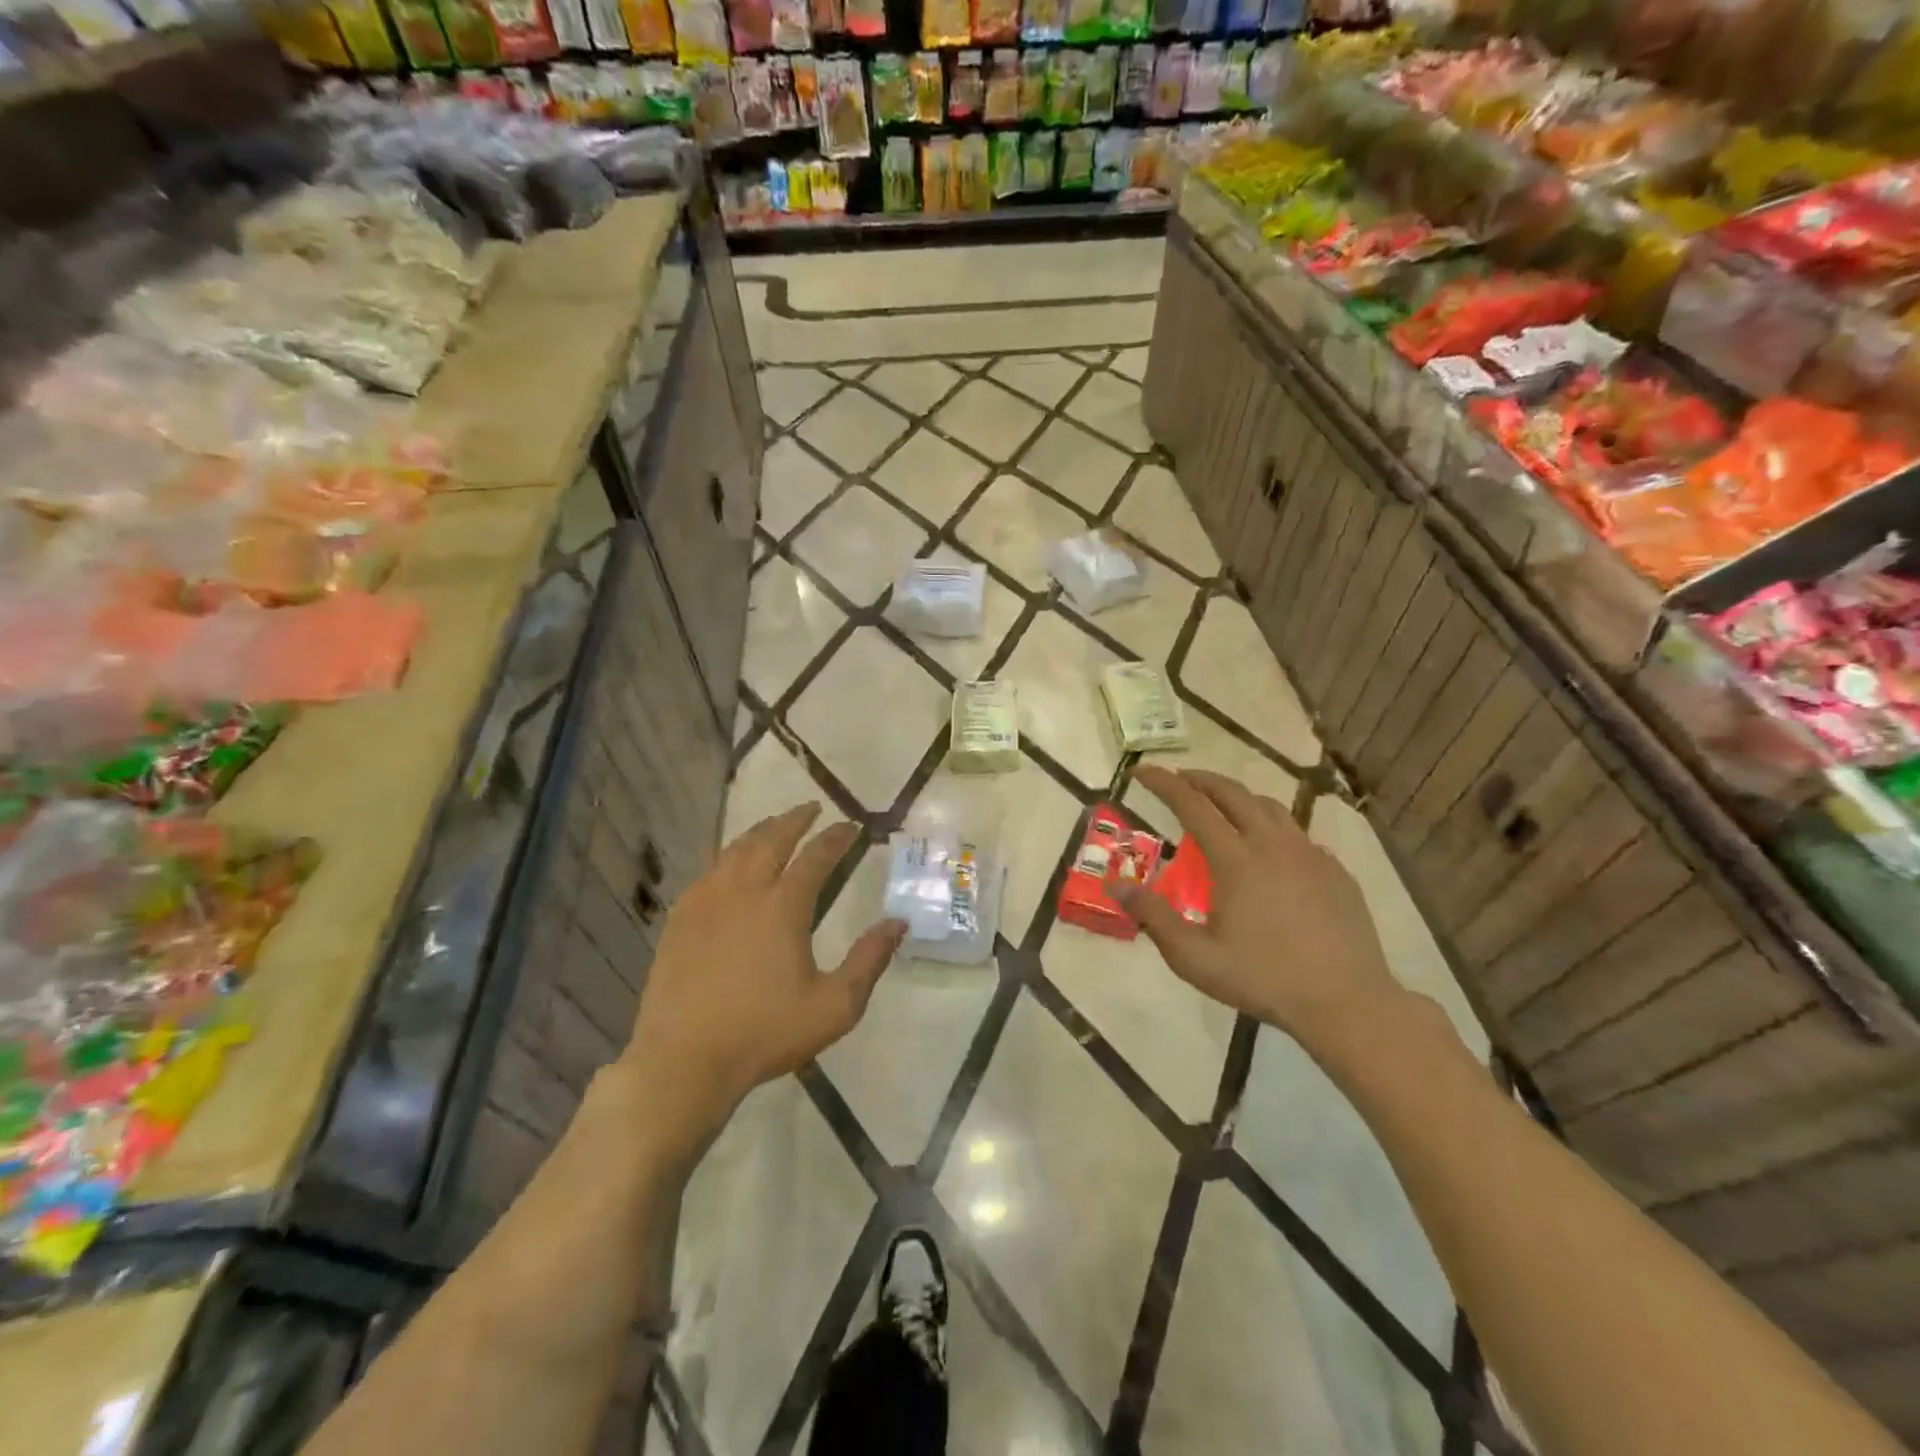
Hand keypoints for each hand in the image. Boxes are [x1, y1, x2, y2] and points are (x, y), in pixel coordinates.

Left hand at [617, 804, 903, 1164]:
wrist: (684, 1060)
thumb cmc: (764, 1033)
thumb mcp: (834, 1007)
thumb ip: (869, 961)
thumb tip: (898, 923)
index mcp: (784, 907)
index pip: (816, 856)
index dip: (837, 838)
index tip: (852, 827)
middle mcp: (744, 891)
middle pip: (772, 839)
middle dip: (796, 819)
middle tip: (813, 809)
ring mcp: (707, 901)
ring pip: (736, 849)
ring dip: (760, 830)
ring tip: (775, 825)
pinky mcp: (681, 918)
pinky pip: (707, 870)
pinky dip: (727, 855)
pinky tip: (730, 862)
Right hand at [1114, 767, 1402, 1043]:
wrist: (1347, 1001)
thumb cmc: (1263, 978)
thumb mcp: (1194, 957)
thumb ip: (1153, 917)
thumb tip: (1116, 887)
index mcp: (1236, 859)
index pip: (1192, 805)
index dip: (1164, 783)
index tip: (1142, 770)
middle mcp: (1272, 844)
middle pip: (1232, 793)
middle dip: (1200, 779)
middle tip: (1179, 779)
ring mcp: (1309, 854)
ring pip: (1270, 807)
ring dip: (1238, 797)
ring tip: (1222, 806)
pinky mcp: (1335, 871)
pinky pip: (1297, 834)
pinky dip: (1272, 827)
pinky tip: (1269, 851)